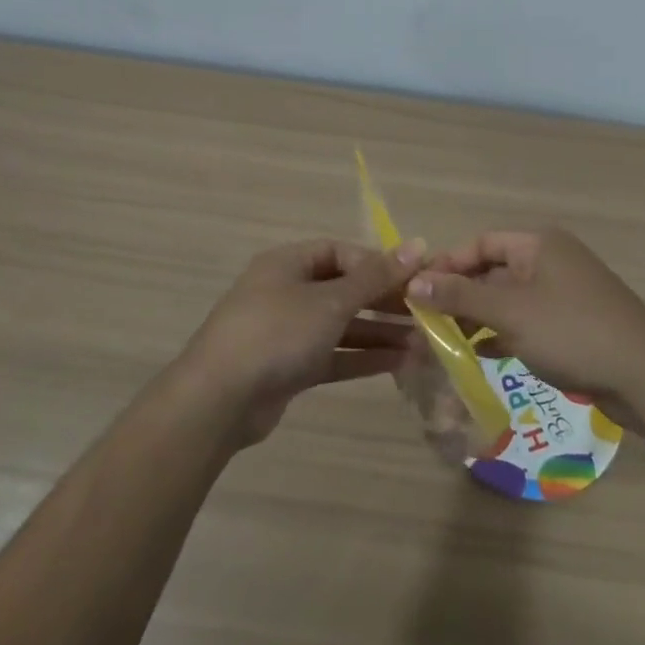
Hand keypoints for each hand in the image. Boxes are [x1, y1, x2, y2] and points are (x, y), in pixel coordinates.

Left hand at [176, 238, 423, 446]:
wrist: (220, 399)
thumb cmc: (277, 333)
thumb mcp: (330, 301)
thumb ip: (375, 277)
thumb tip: (418, 245)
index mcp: (288, 263)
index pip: (340, 252)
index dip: (377, 263)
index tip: (412, 280)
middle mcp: (287, 291)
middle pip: (343, 289)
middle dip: (383, 301)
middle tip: (425, 313)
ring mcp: (287, 331)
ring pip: (341, 325)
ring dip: (378, 332)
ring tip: (421, 342)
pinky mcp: (289, 367)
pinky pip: (333, 354)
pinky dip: (362, 357)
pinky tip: (398, 363)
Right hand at [408, 229, 644, 418]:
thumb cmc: (572, 332)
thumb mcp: (509, 312)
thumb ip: (460, 296)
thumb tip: (413, 283)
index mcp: (538, 243)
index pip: (480, 243)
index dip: (448, 264)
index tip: (418, 291)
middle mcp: (551, 260)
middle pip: (493, 269)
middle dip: (461, 294)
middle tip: (429, 320)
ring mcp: (564, 292)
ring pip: (509, 298)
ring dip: (479, 316)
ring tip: (448, 340)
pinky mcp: (573, 323)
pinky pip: (527, 319)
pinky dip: (503, 332)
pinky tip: (482, 354)